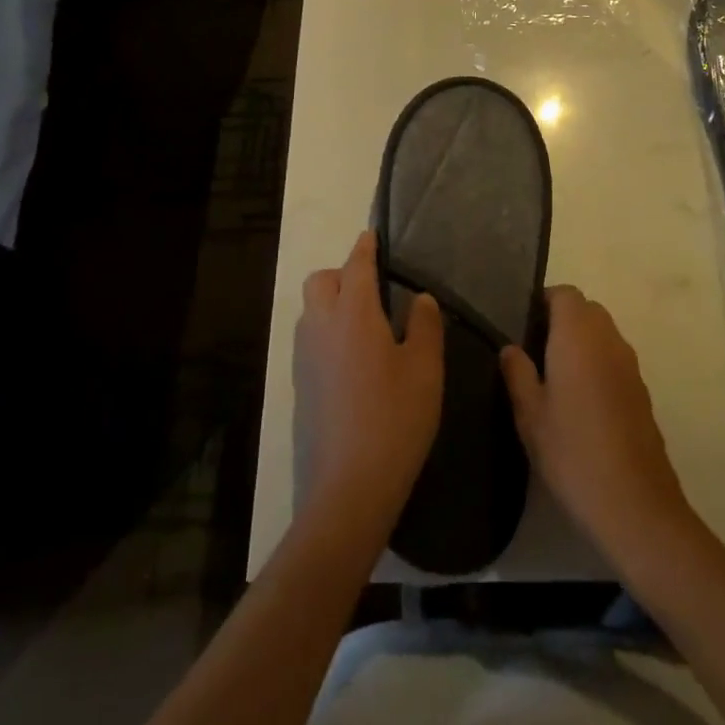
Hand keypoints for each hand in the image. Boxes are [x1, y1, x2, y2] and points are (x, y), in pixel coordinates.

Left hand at [293, 233, 444, 533]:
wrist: (349, 488)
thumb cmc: (395, 420)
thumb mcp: (425, 370)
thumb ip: (424, 326)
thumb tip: (419, 299)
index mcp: (353, 314)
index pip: (356, 265)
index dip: (365, 247)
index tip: (372, 236)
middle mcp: (321, 326)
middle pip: (321, 281)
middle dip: (342, 274)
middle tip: (372, 290)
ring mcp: (305, 357)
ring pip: (311, 310)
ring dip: (331, 303)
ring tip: (365, 324)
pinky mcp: (299, 386)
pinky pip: (309, 339)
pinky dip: (326, 332)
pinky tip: (352, 359)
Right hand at [501, 286, 691, 562]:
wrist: (636, 505)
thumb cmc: (573, 452)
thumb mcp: (530, 415)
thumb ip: (517, 373)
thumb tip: (510, 347)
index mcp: (578, 335)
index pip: (564, 294)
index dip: (543, 302)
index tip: (523, 325)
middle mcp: (608, 339)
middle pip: (586, 310)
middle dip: (562, 320)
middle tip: (535, 351)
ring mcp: (630, 365)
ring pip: (603, 334)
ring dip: (582, 343)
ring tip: (555, 378)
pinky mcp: (642, 391)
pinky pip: (615, 360)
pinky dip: (598, 365)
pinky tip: (582, 403)